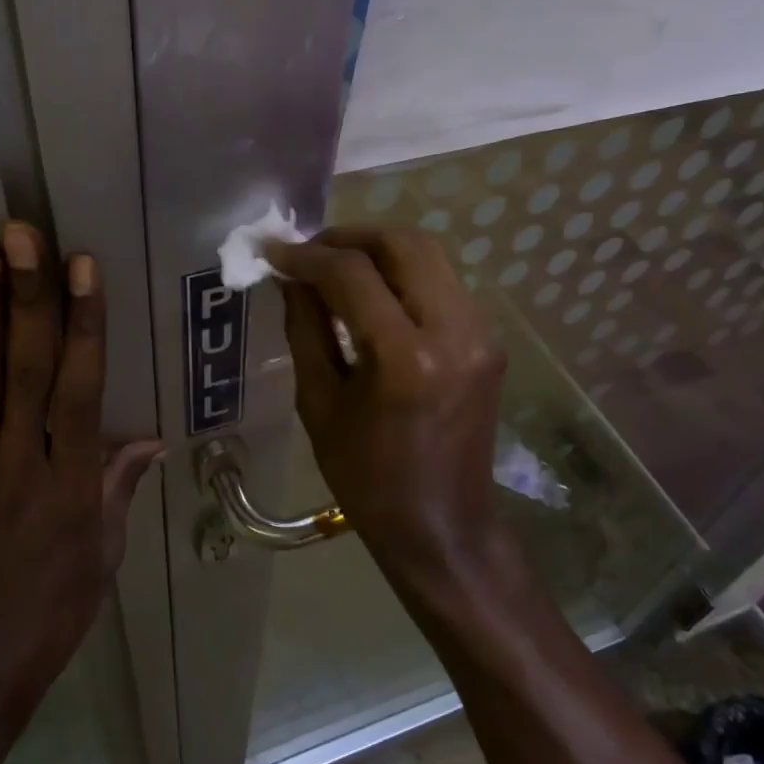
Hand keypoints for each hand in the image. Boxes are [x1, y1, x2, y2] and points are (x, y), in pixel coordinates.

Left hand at [0, 223, 162, 685]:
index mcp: (71, 482)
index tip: (81, 267)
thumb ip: (119, 487)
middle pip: (24, 370)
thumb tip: (150, 439)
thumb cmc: (55, 608)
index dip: (83, 323)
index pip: (80, 387)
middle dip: (26, 298)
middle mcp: (20, 463)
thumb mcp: (104, 554)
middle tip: (20, 235)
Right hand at [264, 226, 515, 599]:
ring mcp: (481, 333)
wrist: (443, 526)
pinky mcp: (489, 341)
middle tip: (310, 252)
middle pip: (404, 243)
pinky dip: (402, 275)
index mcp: (406, 358)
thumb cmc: (367, 479)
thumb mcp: (320, 404)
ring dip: (378, 251)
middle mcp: (454, 331)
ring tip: (335, 268)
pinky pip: (441, 284)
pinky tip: (372, 295)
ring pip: (429, 256)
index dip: (306, 255)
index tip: (274, 252)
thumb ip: (306, 329)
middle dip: (350, 237)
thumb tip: (291, 278)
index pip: (352, 274)